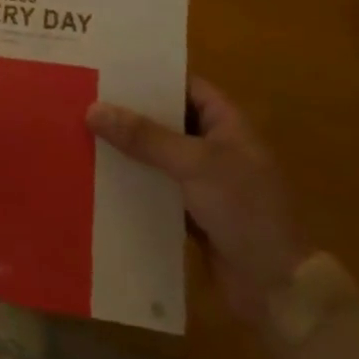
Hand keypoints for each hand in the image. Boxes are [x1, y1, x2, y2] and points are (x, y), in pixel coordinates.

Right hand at [87, 79, 309, 326]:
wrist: (277, 289)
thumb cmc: (244, 210)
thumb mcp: (194, 165)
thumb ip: (144, 137)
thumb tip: (93, 109)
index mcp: (227, 125)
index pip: (185, 86)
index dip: (151, 76)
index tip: (108, 68)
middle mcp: (215, 147)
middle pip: (166, 119)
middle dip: (129, 112)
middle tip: (84, 97)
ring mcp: (204, 181)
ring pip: (157, 155)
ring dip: (127, 149)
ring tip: (80, 132)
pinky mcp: (191, 212)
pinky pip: (154, 187)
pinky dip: (132, 182)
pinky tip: (97, 175)